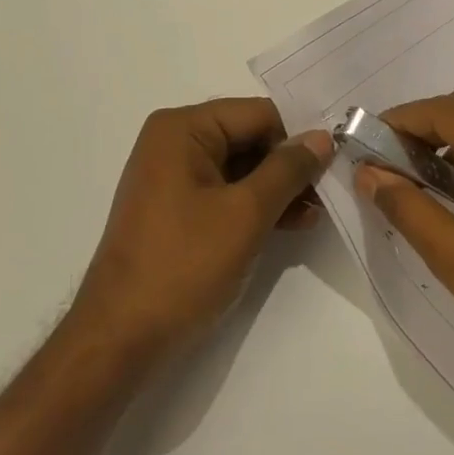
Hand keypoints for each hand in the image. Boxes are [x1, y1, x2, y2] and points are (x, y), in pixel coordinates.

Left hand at [71, 98, 333, 364]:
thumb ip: (287, 170)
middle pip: (248, 138)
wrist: (119, 340)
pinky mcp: (175, 209)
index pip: (257, 115)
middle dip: (288, 166)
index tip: (334, 164)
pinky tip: (288, 225)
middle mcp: (174, 141)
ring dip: (276, 189)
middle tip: (328, 193)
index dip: (297, 138)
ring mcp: (172, 176)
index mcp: (183, 128)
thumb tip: (322, 136)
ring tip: (314, 214)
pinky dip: (254, 205)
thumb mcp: (245, 214)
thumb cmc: (183, 266)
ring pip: (240, 168)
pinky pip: (224, 192)